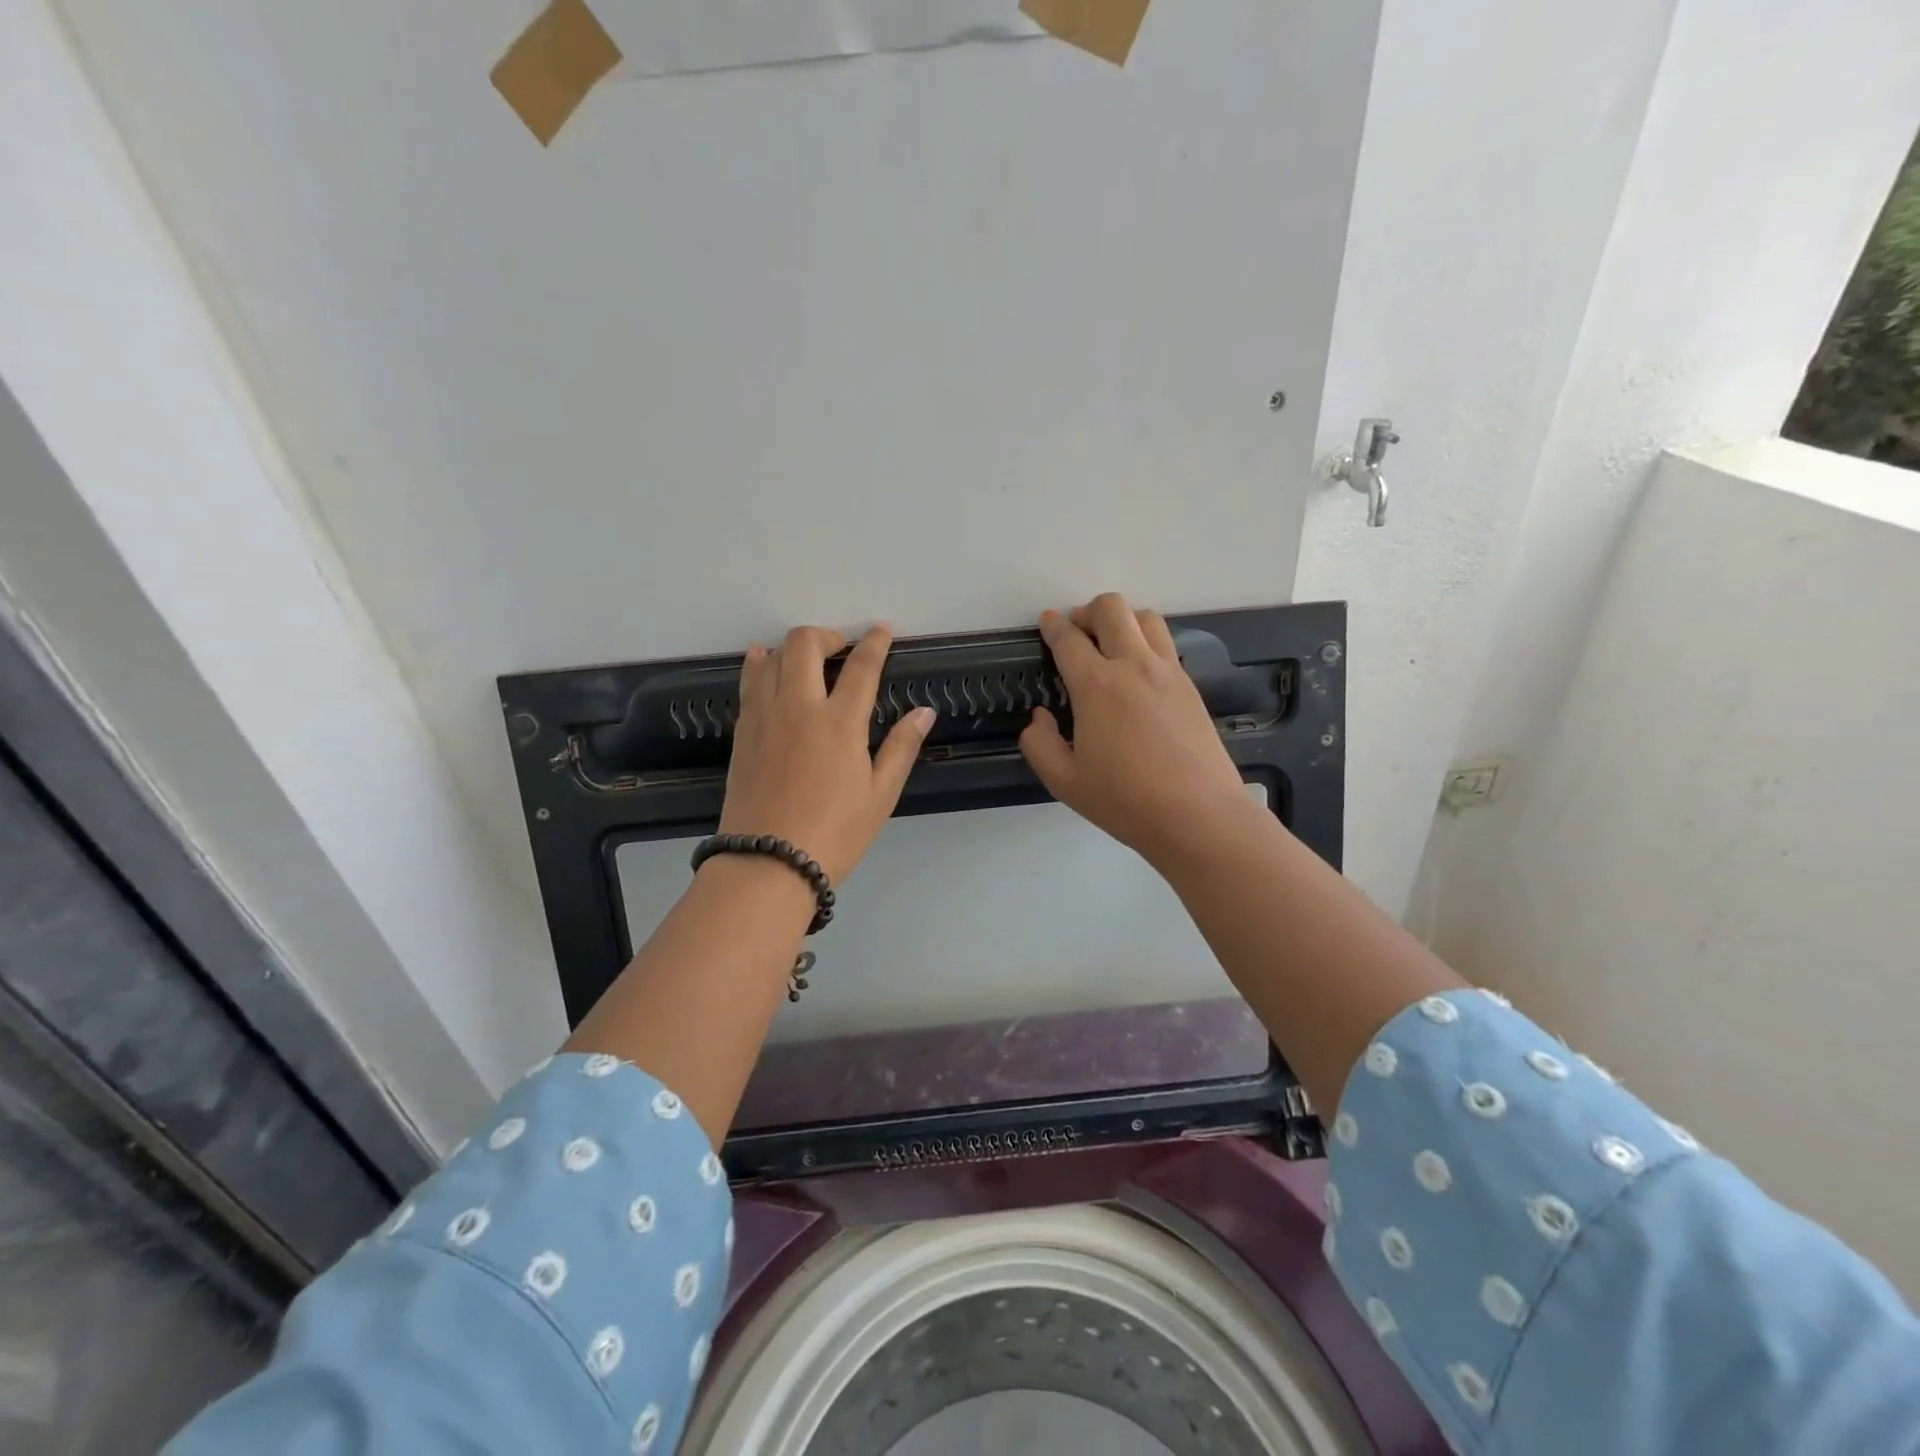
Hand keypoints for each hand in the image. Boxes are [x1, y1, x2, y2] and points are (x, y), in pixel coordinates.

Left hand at [717, 625, 934, 884]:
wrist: (767, 863)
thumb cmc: (835, 833)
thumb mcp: (880, 795)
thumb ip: (901, 747)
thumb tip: (923, 712)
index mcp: (840, 721)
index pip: (861, 666)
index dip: (874, 642)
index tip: (882, 630)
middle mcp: (799, 706)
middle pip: (805, 644)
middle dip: (826, 635)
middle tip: (842, 649)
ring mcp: (764, 716)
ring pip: (771, 657)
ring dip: (792, 648)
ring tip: (807, 658)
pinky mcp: (742, 732)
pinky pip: (749, 683)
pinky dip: (761, 666)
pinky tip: (765, 666)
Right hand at [1020, 593, 1254, 868]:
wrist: (1198, 816)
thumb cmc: (1125, 801)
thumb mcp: (1064, 782)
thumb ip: (1040, 745)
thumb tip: (1039, 718)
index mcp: (1096, 685)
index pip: (1068, 639)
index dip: (1052, 626)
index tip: (1046, 623)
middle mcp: (1133, 666)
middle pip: (1111, 608)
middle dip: (1087, 611)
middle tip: (1077, 633)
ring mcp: (1168, 672)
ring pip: (1146, 617)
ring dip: (1122, 621)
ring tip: (1110, 646)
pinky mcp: (1190, 686)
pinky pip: (1166, 644)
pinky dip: (1146, 643)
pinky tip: (1138, 673)